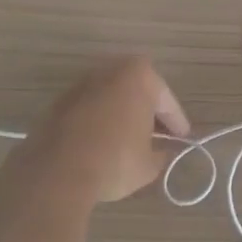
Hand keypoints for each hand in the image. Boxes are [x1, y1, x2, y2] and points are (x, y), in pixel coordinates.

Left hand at [15, 56, 190, 204]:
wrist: (58, 171)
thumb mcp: (149, 164)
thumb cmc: (115, 160)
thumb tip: (160, 152)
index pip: (167, 101)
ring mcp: (81, 84)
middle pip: (138, 92)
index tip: (183, 138)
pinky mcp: (59, 102)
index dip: (177, 122)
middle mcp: (110, 70)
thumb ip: (160, 153)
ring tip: (131, 140)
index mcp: (140, 76)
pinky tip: (104, 143)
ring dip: (122, 114)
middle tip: (159, 136)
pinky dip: (100, 121)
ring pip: (112, 98)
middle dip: (148, 112)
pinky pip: (90, 109)